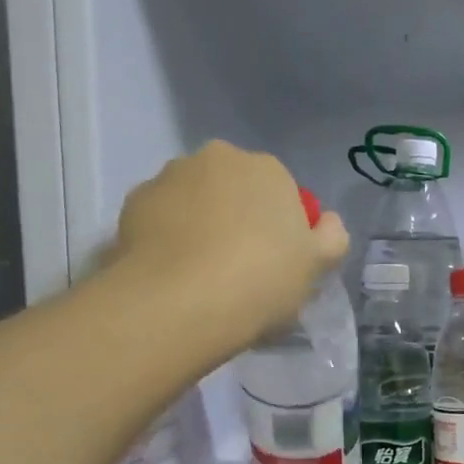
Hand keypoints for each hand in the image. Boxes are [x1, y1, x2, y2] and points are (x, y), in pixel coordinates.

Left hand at [107, 141, 348, 353]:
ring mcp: (169, 177)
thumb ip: (332, 237)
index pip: (282, 192)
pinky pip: (162, 219)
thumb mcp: (316, 266)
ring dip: (202, 225)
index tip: (278, 263)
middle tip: (242, 268)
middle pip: (236, 190)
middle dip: (240, 218)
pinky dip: (170, 238)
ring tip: (203, 275)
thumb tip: (326, 222)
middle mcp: (217, 159)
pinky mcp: (132, 203)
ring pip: (196, 201)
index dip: (283, 228)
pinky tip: (175, 275)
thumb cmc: (261, 281)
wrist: (179, 304)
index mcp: (267, 169)